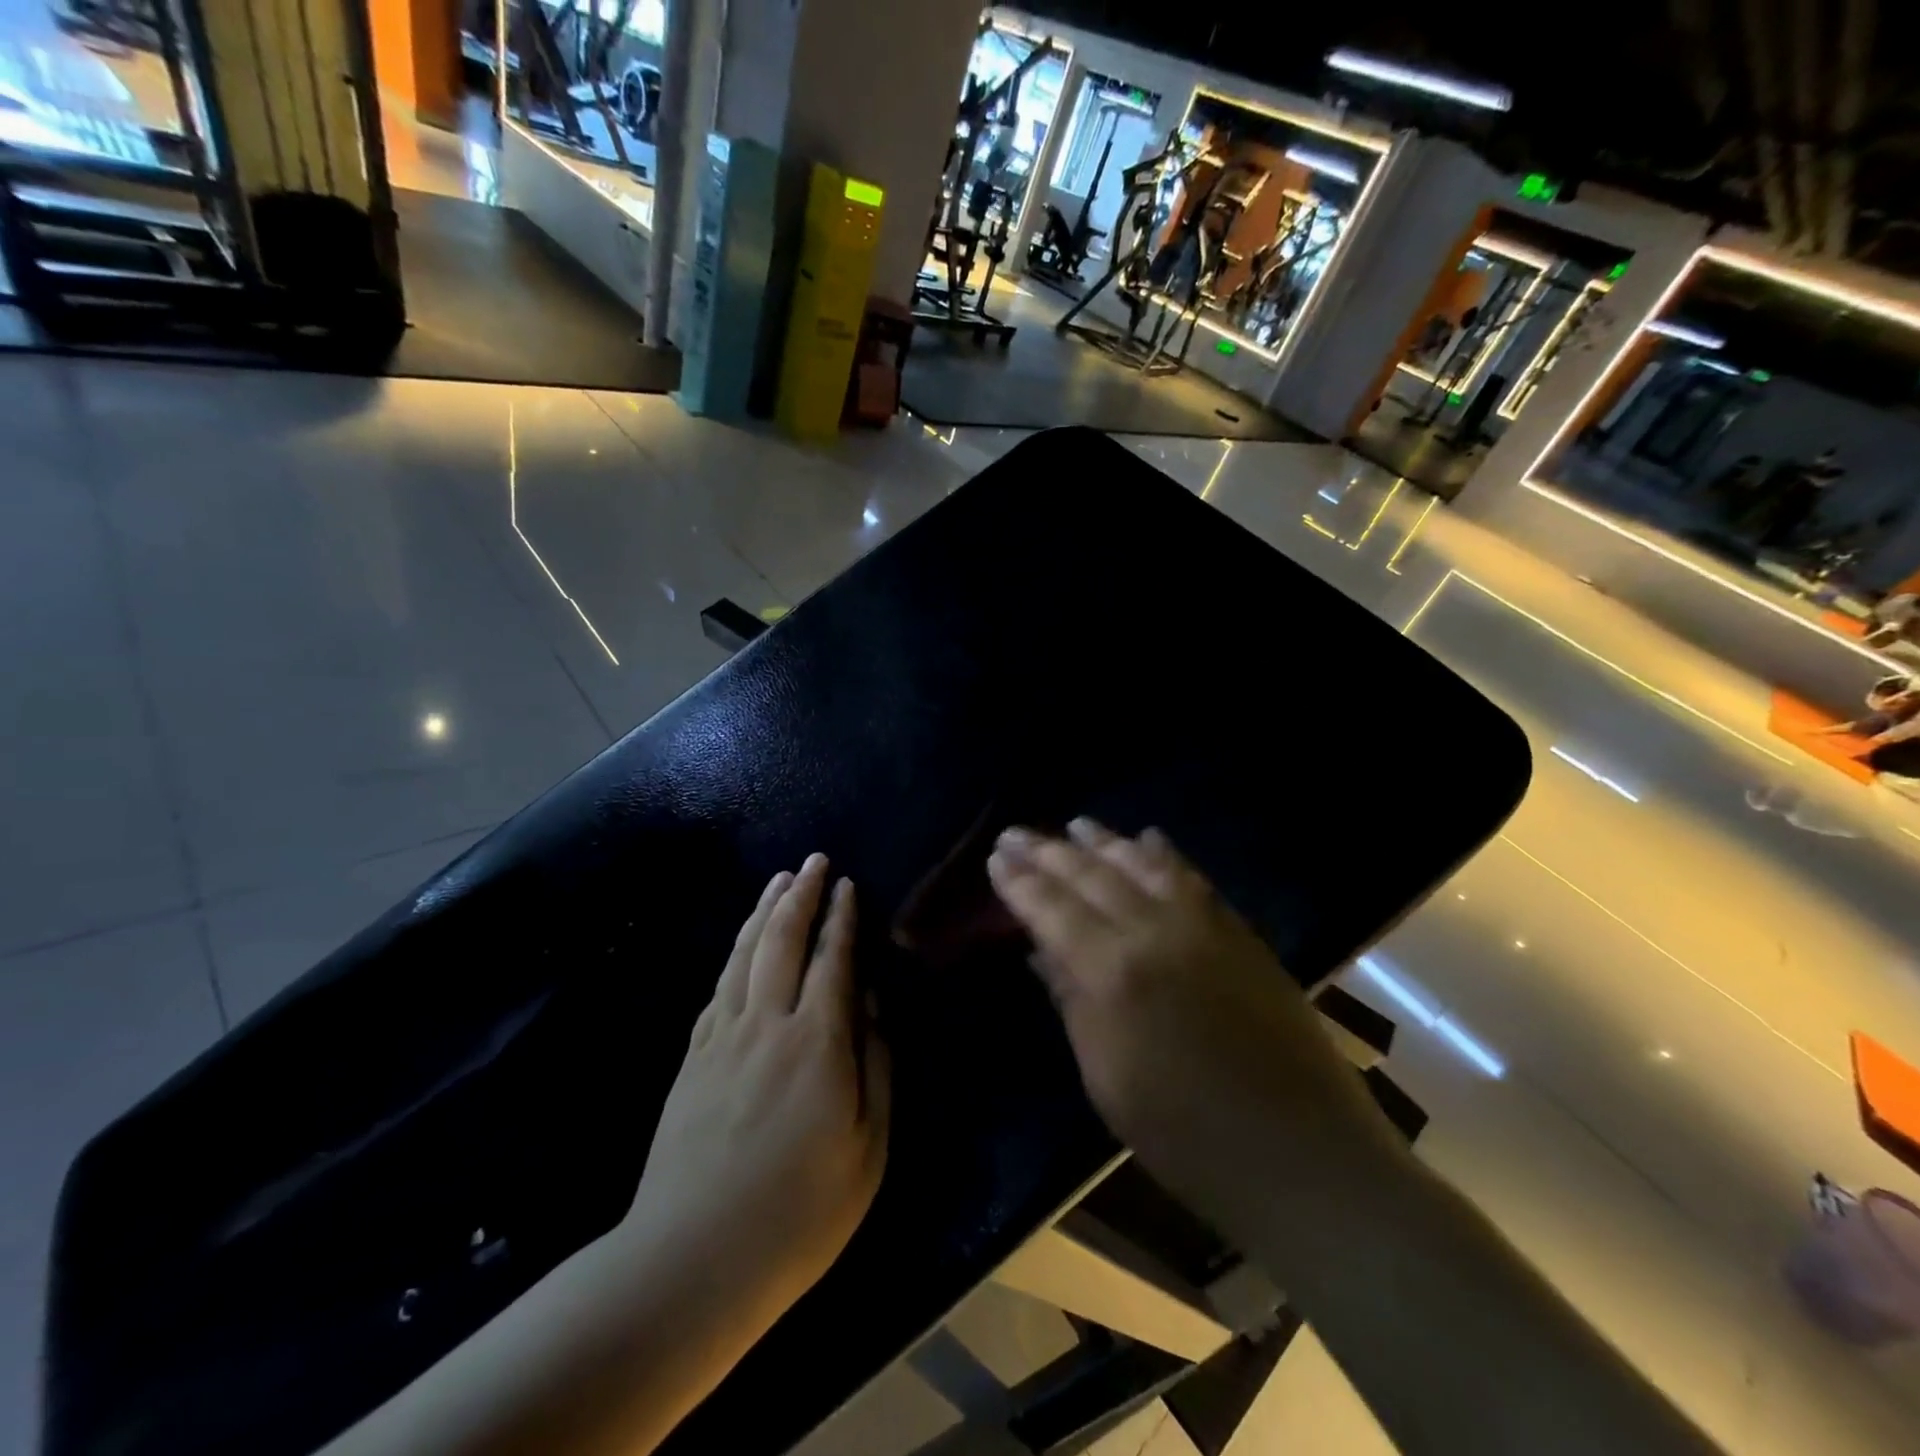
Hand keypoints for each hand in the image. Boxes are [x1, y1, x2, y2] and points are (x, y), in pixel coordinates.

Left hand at [624, 854, 889, 1340]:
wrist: (692, 1260)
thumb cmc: (799, 1211)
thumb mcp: (867, 1148)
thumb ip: (875, 1067)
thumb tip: (869, 1006)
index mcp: (817, 1043)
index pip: (833, 961)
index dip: (842, 919)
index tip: (847, 885)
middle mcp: (768, 1024)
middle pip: (783, 941)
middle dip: (801, 895)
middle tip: (813, 861)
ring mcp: (723, 1037)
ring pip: (745, 955)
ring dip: (764, 912)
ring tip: (778, 881)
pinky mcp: (693, 1057)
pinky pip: (718, 987)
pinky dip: (734, 952)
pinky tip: (741, 943)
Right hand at [985, 820, 1397, 1207]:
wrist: (1302, 1156)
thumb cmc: (1186, 1137)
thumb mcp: (1107, 1079)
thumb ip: (1073, 1003)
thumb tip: (1041, 950)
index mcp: (1113, 973)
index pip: (1053, 910)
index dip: (1020, 882)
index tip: (996, 858)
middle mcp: (1155, 932)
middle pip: (1091, 877)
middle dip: (1049, 851)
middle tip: (1017, 832)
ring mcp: (1204, 927)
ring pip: (1142, 866)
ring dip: (1105, 841)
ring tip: (1076, 824)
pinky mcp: (1241, 933)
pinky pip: (1193, 878)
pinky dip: (1165, 855)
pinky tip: (1149, 838)